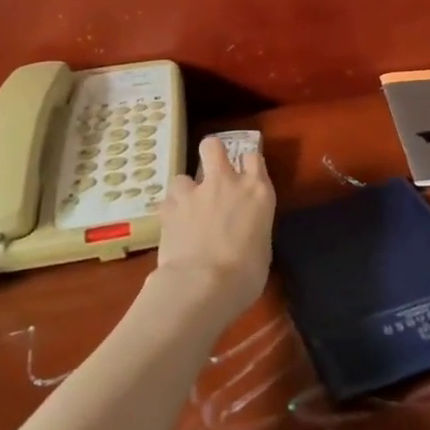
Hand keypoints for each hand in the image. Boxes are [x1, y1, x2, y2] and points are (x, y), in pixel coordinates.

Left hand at [149, 136, 275, 331]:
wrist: (204, 284)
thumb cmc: (246, 274)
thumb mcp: (261, 249)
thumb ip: (252, 229)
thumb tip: (243, 233)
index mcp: (258, 192)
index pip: (254, 158)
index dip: (247, 164)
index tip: (245, 175)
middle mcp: (226, 183)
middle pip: (214, 146)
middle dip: (211, 153)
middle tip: (211, 173)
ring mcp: (195, 192)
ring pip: (182, 176)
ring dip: (185, 192)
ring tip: (186, 211)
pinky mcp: (169, 207)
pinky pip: (168, 202)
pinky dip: (171, 212)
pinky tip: (173, 228)